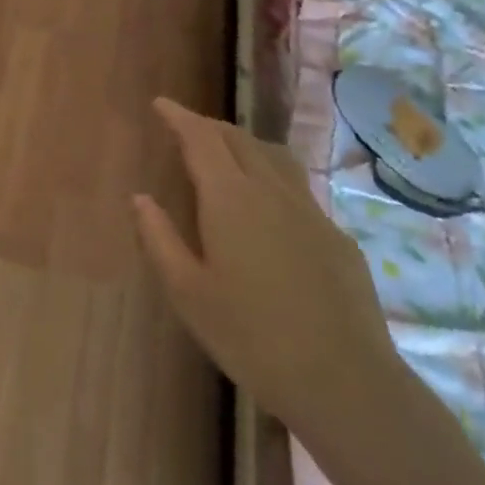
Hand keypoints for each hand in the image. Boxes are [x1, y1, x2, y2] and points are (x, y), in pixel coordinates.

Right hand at [133, 98, 397, 432]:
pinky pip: (297, 189)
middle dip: (209, 126)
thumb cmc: (250, 336)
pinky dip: (272, 177)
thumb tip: (140, 198)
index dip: (180, 117)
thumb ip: (158, 238)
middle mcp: (271, 191)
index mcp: (230, 198)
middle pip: (239, 139)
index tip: (161, 104)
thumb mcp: (187, 292)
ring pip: (274, 157)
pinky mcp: (337, 237)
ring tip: (227, 153)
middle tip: (187, 128)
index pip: (201, 138)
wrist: (343, 381)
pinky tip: (269, 208)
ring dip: (244, 144)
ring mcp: (310, 211)